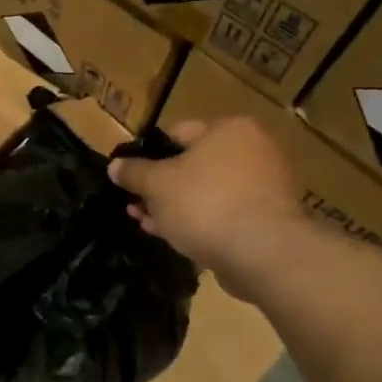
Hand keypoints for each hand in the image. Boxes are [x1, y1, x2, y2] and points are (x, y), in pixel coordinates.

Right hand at [109, 118, 302, 291]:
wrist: (261, 252)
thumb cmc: (205, 203)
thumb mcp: (156, 184)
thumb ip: (133, 172)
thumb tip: (114, 165)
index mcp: (228, 129)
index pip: (178, 132)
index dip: (148, 154)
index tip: (129, 176)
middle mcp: (252, 150)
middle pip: (192, 164)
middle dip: (159, 186)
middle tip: (134, 205)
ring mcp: (263, 186)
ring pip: (205, 192)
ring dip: (174, 206)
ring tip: (145, 223)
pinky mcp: (266, 219)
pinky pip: (222, 213)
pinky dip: (197, 221)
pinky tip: (172, 236)